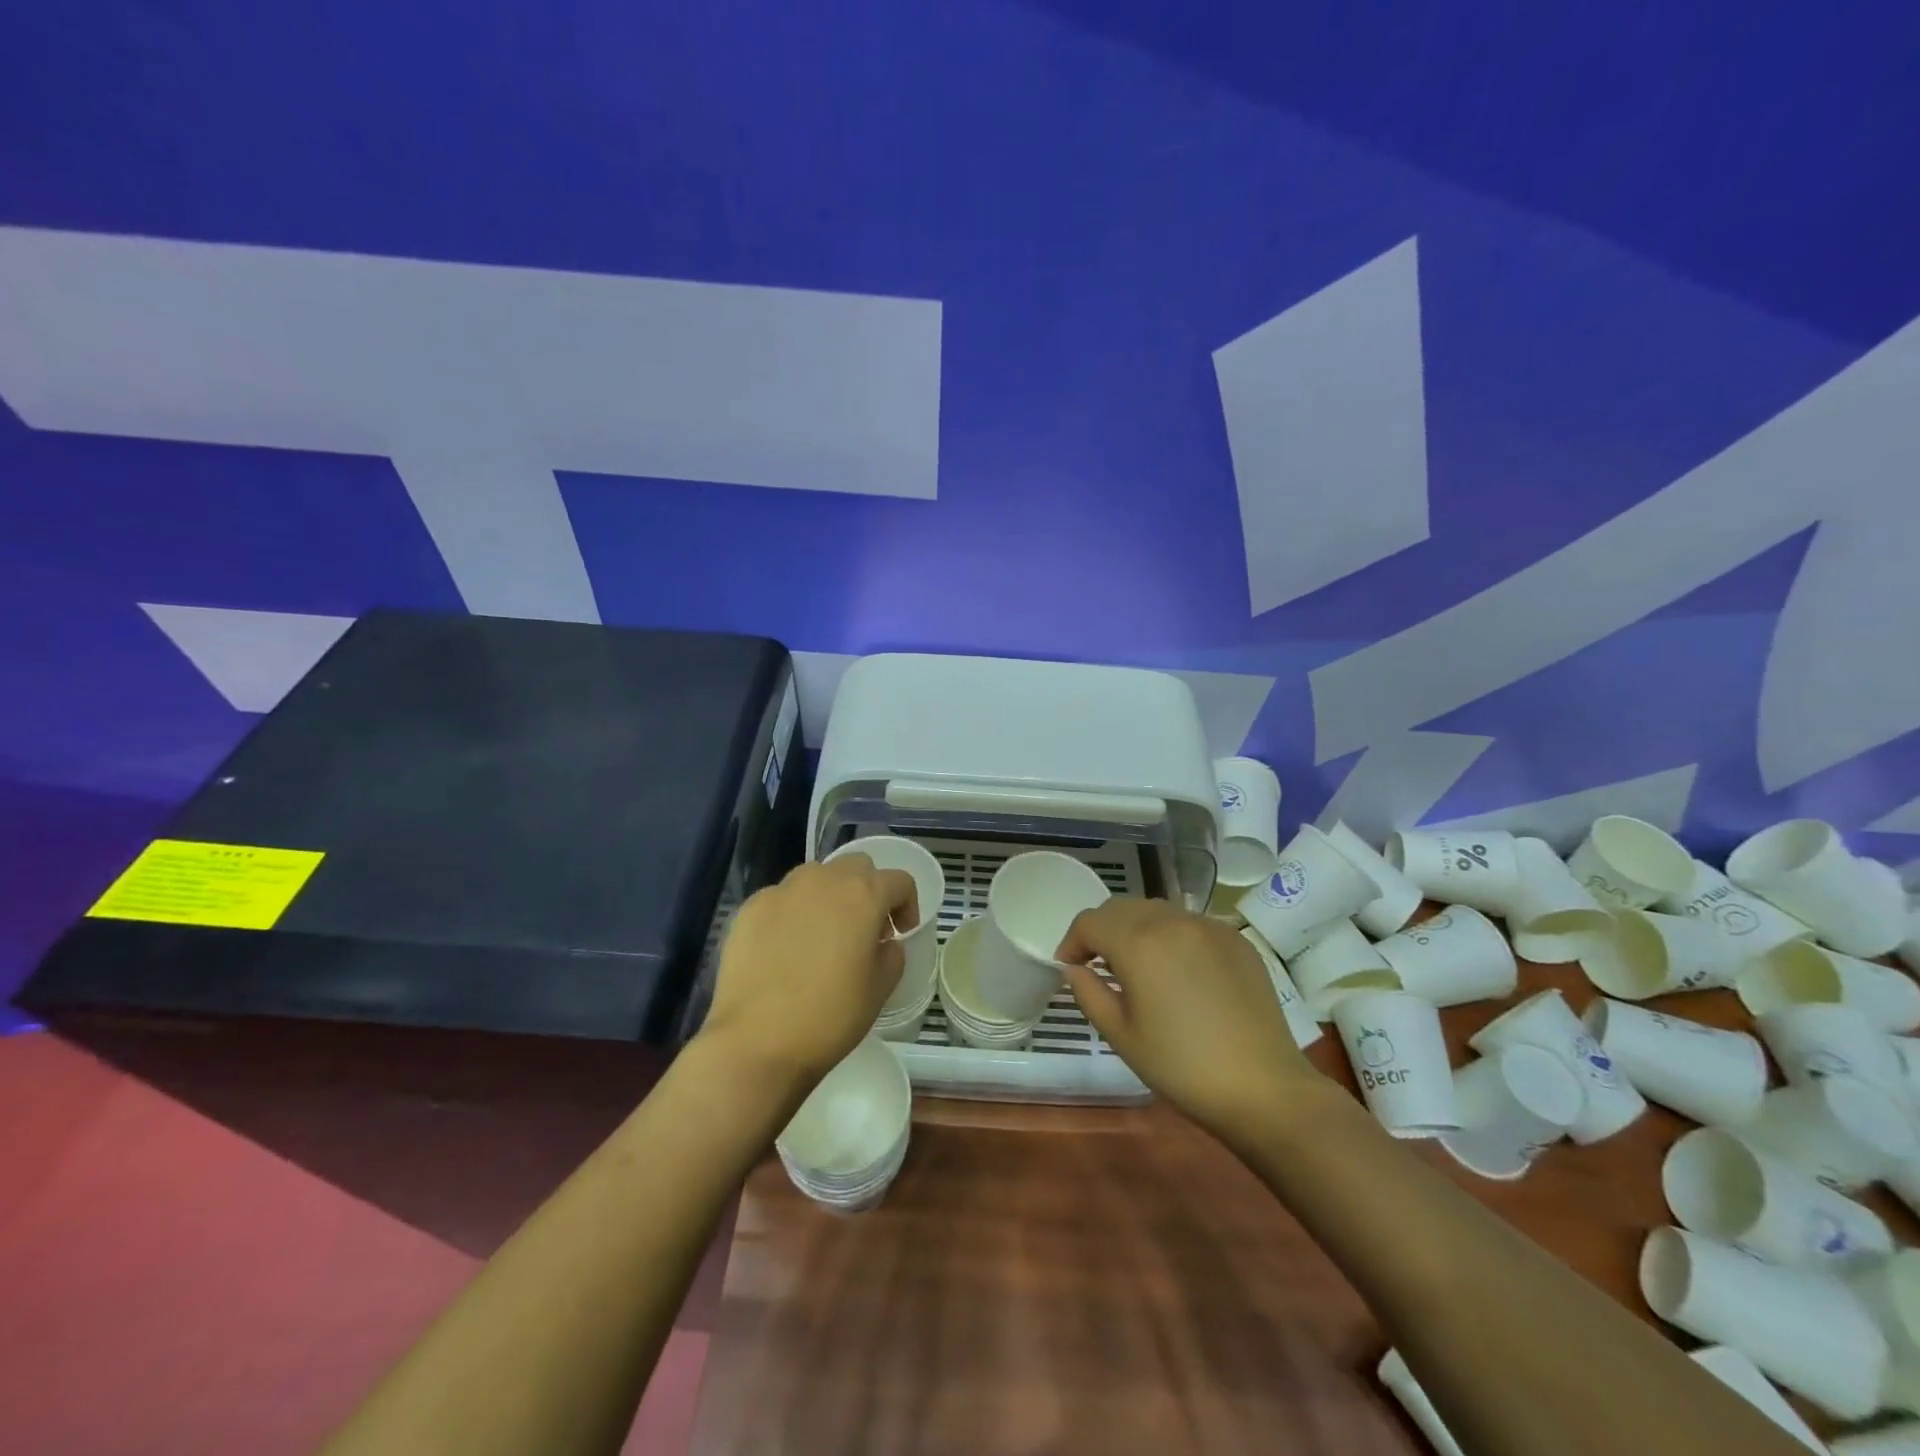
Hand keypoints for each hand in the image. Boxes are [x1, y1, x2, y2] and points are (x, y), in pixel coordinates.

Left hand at [697, 854, 918, 1088]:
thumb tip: (883, 941)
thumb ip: (891, 953)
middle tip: (865, 929)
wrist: (756, 1041)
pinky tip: (786, 949)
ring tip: (823, 935)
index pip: (899, 881)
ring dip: (829, 895)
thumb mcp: (881, 988)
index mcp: (863, 895)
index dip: (907, 905)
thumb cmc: (830, 1016)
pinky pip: (782, 898)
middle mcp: (823, 880)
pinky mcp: (750, 908)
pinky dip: (793, 912)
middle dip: (868, 890)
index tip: (901, 933)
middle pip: (857, 867)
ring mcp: (782, 890)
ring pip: (816, 876)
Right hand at [1056, 900, 1318, 1140]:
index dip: (1072, 941)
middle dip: (1102, 930)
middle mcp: (1171, 921)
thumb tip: (1074, 969)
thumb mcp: (1121, 1035)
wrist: (1263, 1087)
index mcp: (1138, 942)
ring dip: (1137, 929)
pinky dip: (1173, 937)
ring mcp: (1208, 926)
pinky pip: (1190, 924)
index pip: (1090, 921)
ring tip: (1138, 966)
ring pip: (1157, 911)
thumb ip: (1088, 993)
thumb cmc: (1181, 1066)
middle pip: (1122, 908)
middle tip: (1099, 965)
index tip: (1069, 967)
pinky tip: (1180, 972)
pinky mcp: (1236, 939)